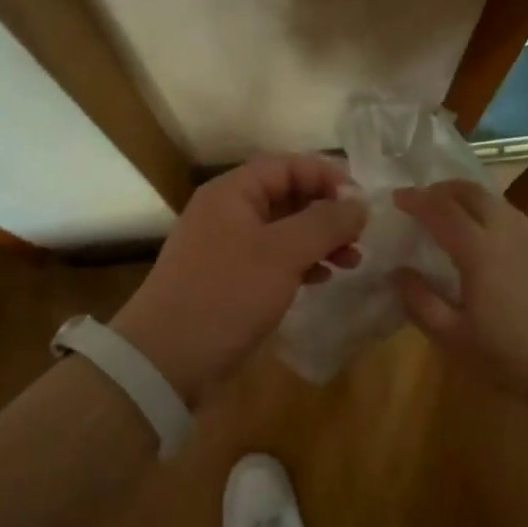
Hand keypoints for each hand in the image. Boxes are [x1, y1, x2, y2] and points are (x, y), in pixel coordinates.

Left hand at [112, 155, 365, 406]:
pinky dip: (300, 263)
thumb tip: (359, 203)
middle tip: (360, 236)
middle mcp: (226, 212)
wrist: (165, 361)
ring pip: (283, 230)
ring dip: (318, 240)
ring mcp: (225, 247)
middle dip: (326, 212)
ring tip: (351, 261)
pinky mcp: (228, 280)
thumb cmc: (226, 295)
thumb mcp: (282, 254)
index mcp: (232, 193)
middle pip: (286, 195)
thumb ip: (324, 223)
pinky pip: (272, 259)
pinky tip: (322, 279)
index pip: (287, 165)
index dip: (327, 176)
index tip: (362, 202)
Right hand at [392, 180, 527, 405]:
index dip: (416, 199)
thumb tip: (399, 272)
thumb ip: (421, 302)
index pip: (441, 209)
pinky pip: (516, 221)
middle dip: (443, 189)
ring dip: (469, 200)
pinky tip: (490, 245)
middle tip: (422, 200)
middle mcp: (509, 232)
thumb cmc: (514, 357)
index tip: (397, 198)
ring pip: (498, 203)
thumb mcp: (456, 339)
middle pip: (472, 192)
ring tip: (452, 218)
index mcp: (480, 251)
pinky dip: (493, 218)